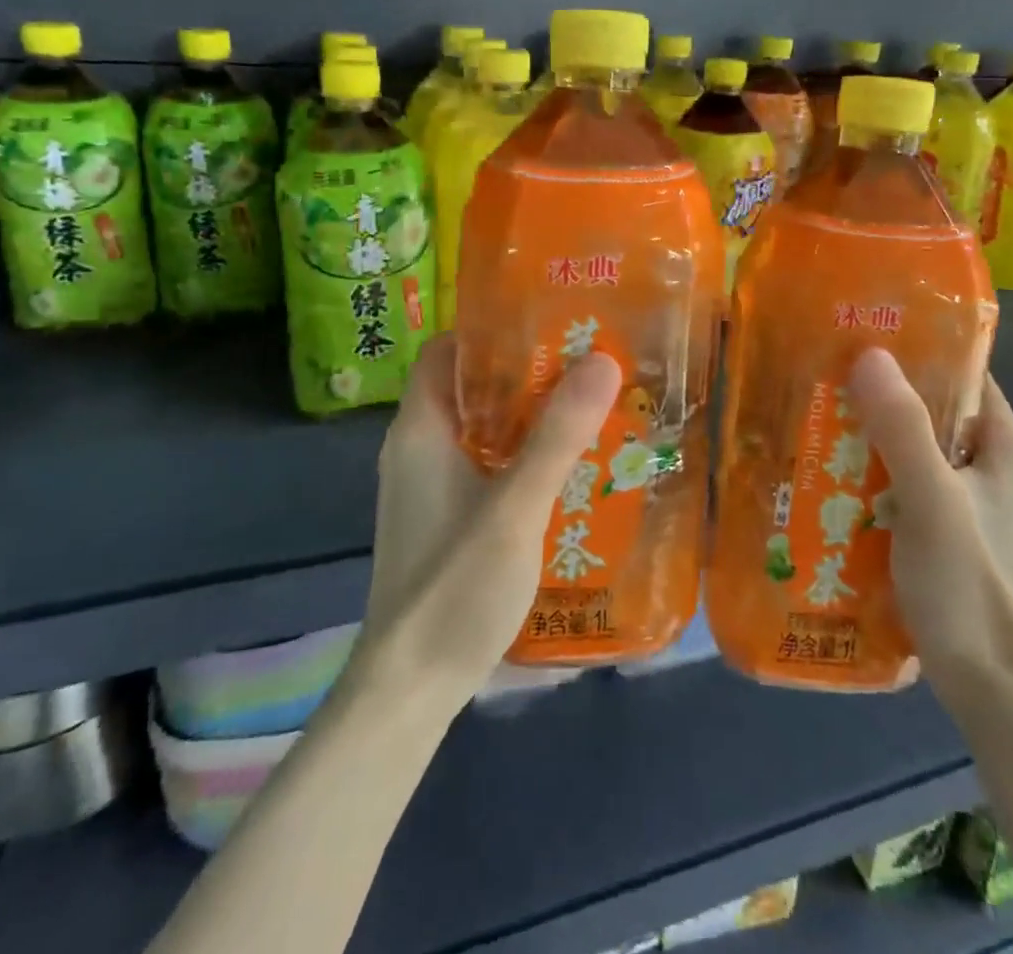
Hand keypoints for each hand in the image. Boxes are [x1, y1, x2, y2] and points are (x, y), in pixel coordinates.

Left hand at [351, 335, 621, 710]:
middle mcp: (419, 447)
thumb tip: (602, 360)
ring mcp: (431, 485)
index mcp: (421, 428)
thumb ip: (557, 436)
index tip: (549, 322)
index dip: (491, 330)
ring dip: (529, 415)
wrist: (410, 689)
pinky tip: (568, 465)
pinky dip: (522, 453)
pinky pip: (487, 463)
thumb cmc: (453, 586)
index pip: (447, 350)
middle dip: (525, 371)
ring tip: (589, 404)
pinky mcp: (447, 516)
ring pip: (483, 427)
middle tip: (587, 361)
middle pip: (471, 386)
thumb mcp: (515, 507)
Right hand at [847, 350, 1012, 708]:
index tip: (861, 334)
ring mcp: (971, 505)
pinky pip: (905, 487)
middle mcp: (992, 468)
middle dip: (881, 396)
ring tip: (815, 418)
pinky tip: (831, 477)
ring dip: (871, 439)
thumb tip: (869, 353)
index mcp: (1005, 447)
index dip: (917, 350)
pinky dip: (873, 477)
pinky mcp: (948, 536)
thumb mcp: (932, 500)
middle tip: (822, 377)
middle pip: (933, 412)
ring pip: (914, 452)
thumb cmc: (970, 587)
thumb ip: (902, 428)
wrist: (994, 693)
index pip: (964, 374)